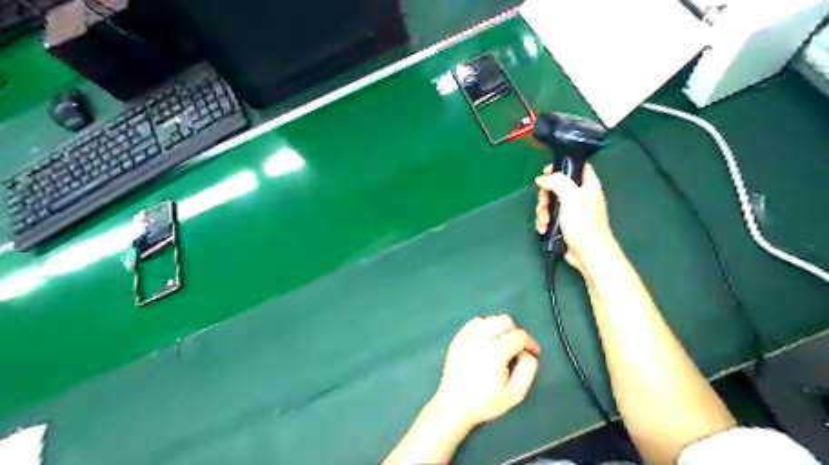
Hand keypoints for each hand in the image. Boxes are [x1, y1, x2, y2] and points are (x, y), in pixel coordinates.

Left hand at [431, 314, 542, 430]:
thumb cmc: (486, 402)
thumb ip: (528, 369)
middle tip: (516, 348)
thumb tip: (528, 352)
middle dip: (515, 332)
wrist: (454, 406)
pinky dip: (484, 327)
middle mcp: (481, 338)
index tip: (533, 352)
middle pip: (505, 320)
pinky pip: (475, 322)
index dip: (530, 343)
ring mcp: (466, 336)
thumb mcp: (515, 393)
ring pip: (490, 319)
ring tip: (501, 345)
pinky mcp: (457, 338)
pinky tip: (485, 342)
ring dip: (499, 328)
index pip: (520, 335)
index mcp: (496, 351)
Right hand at [534, 161, 617, 272]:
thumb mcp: (571, 197)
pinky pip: (550, 216)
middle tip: (544, 203)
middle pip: (556, 185)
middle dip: (545, 195)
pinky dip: (544, 221)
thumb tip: (542, 178)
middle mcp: (580, 195)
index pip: (575, 165)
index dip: (560, 165)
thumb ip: (557, 182)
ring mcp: (572, 210)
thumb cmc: (584, 225)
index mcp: (588, 185)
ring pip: (550, 201)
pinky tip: (544, 228)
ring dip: (542, 211)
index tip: (546, 173)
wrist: (588, 254)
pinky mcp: (564, 223)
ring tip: (545, 221)